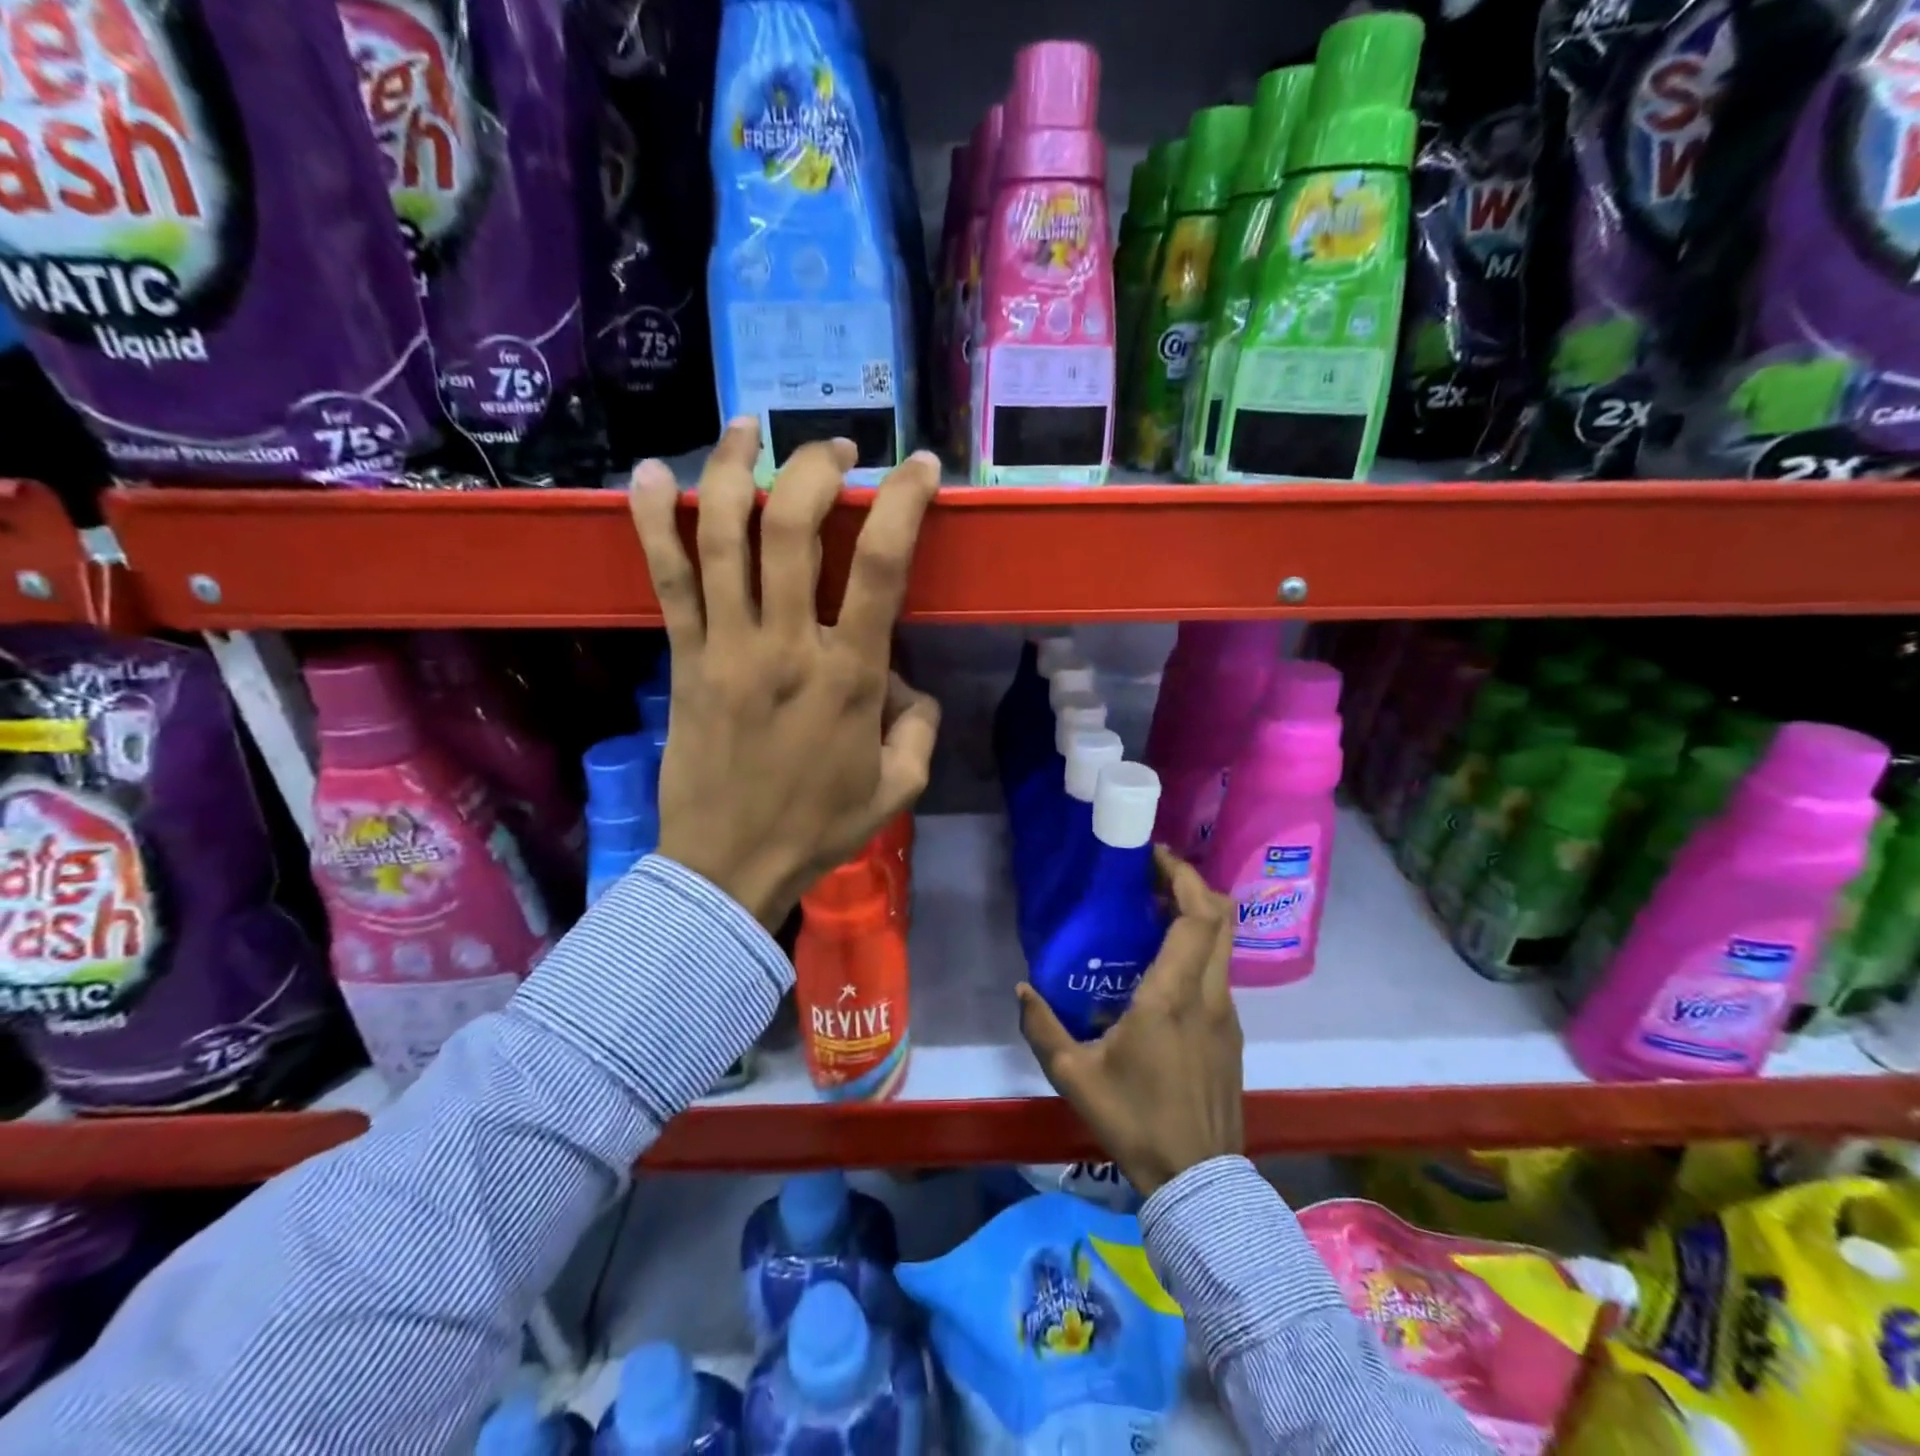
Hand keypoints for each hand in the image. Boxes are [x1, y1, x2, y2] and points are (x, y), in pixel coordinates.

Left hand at [628, 419, 942, 929]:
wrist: (730, 866)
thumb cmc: (821, 828)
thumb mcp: (900, 785)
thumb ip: (918, 724)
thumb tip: (904, 680)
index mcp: (849, 676)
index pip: (881, 566)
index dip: (904, 503)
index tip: (921, 468)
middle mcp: (786, 645)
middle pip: (792, 528)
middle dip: (817, 469)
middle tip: (836, 451)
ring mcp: (726, 646)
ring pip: (722, 536)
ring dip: (734, 469)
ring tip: (749, 429)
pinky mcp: (682, 659)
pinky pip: (664, 579)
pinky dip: (651, 521)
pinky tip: (647, 474)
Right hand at [1017, 848, 1244, 1196]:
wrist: (1198, 1183)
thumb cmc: (1135, 1121)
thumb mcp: (1076, 1077)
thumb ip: (1044, 1028)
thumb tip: (1023, 989)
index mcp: (1172, 996)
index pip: (1196, 917)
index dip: (1182, 877)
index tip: (1154, 857)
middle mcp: (1208, 995)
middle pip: (1221, 918)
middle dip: (1193, 884)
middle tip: (1154, 875)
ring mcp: (1227, 1015)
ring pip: (1224, 945)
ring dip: (1196, 917)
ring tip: (1153, 914)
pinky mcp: (1231, 1034)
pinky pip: (1219, 973)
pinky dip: (1199, 949)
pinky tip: (1164, 968)